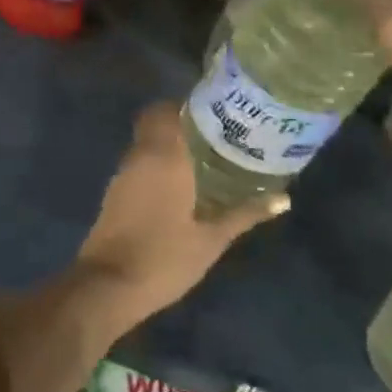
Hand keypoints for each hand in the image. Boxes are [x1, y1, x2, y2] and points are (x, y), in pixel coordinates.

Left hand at [73, 104, 287, 323]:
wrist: (108, 286)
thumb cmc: (164, 258)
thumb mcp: (211, 239)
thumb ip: (245, 214)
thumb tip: (283, 198)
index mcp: (163, 156)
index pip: (166, 110)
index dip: (187, 106)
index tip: (215, 111)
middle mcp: (139, 156)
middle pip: (154, 122)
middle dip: (181, 123)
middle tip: (215, 135)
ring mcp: (123, 174)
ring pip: (145, 143)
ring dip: (168, 144)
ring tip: (204, 156)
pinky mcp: (115, 192)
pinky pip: (138, 163)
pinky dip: (156, 164)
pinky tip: (180, 182)